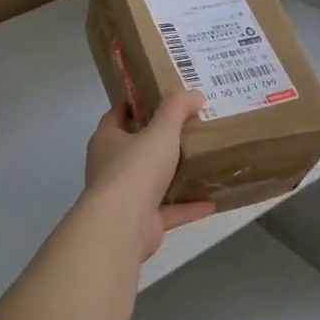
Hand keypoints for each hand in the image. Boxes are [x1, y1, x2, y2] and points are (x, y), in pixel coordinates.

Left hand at [84, 91, 216, 260]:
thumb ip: (177, 110)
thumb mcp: (161, 131)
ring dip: (174, 176)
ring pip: (152, 181)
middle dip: (159, 140)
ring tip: (202, 163)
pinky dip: (188, 206)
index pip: (117, 115)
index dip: (136, 104)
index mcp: (107, 140)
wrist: (123, 224)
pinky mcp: (141, 222)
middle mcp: (111, 167)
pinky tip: (212, 202)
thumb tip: (194, 94)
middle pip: (136, 148)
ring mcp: (125, 197)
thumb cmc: (136, 169)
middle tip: (190, 128)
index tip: (161, 98)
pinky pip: (169, 210)